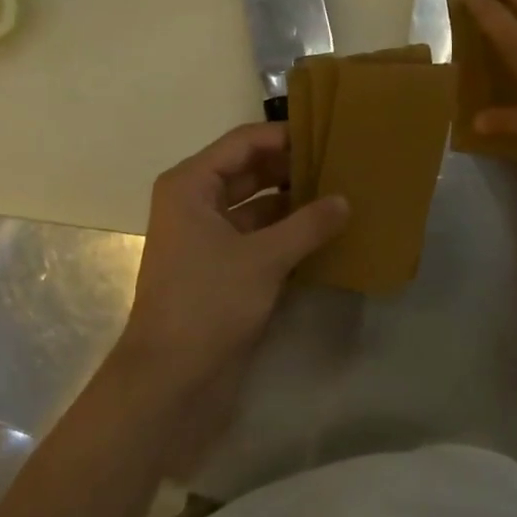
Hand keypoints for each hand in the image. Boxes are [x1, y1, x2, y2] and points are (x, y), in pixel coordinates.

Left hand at [119, 123, 348, 396]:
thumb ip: (308, 224)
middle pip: (250, 170)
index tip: (328, 136)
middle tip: (341, 166)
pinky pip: (258, 236)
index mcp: (191, 185)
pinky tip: (325, 234)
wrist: (171, 379)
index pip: (244, 142)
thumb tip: (345, 201)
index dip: (285, 137)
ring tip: (342, 196)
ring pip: (257, 205)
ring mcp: (207, 237)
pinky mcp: (221, 268)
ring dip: (293, 203)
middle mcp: (196, 203)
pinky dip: (287, 233)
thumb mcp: (264, 258)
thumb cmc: (208, 303)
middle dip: (293, 169)